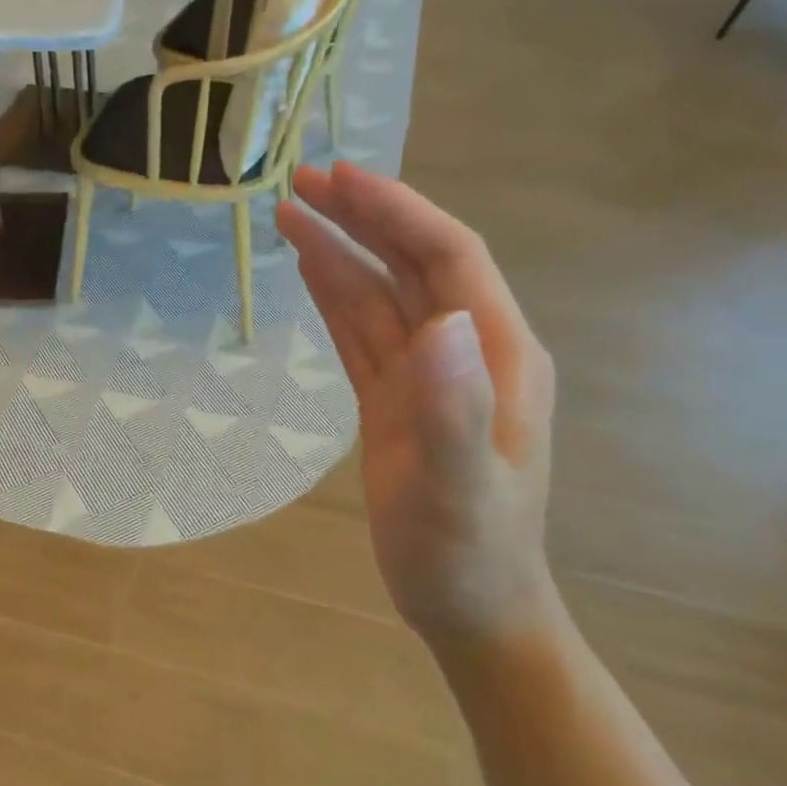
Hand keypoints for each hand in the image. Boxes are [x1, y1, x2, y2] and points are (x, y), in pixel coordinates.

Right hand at [277, 162, 557, 648]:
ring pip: (382, 294)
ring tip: (290, 215)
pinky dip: (337, 297)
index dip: (396, 212)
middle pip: (414, 262)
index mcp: (496, 354)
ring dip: (341, 252)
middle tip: (301, 182)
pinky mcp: (398, 400)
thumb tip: (438, 320)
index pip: (447, 257)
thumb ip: (452, 407)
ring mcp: (430, 375)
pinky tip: (311, 271)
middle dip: (363, 217)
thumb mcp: (458, 489)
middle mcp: (467, 350)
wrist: (469, 605)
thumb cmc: (466, 554)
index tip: (338, 180)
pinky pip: (364, 334)